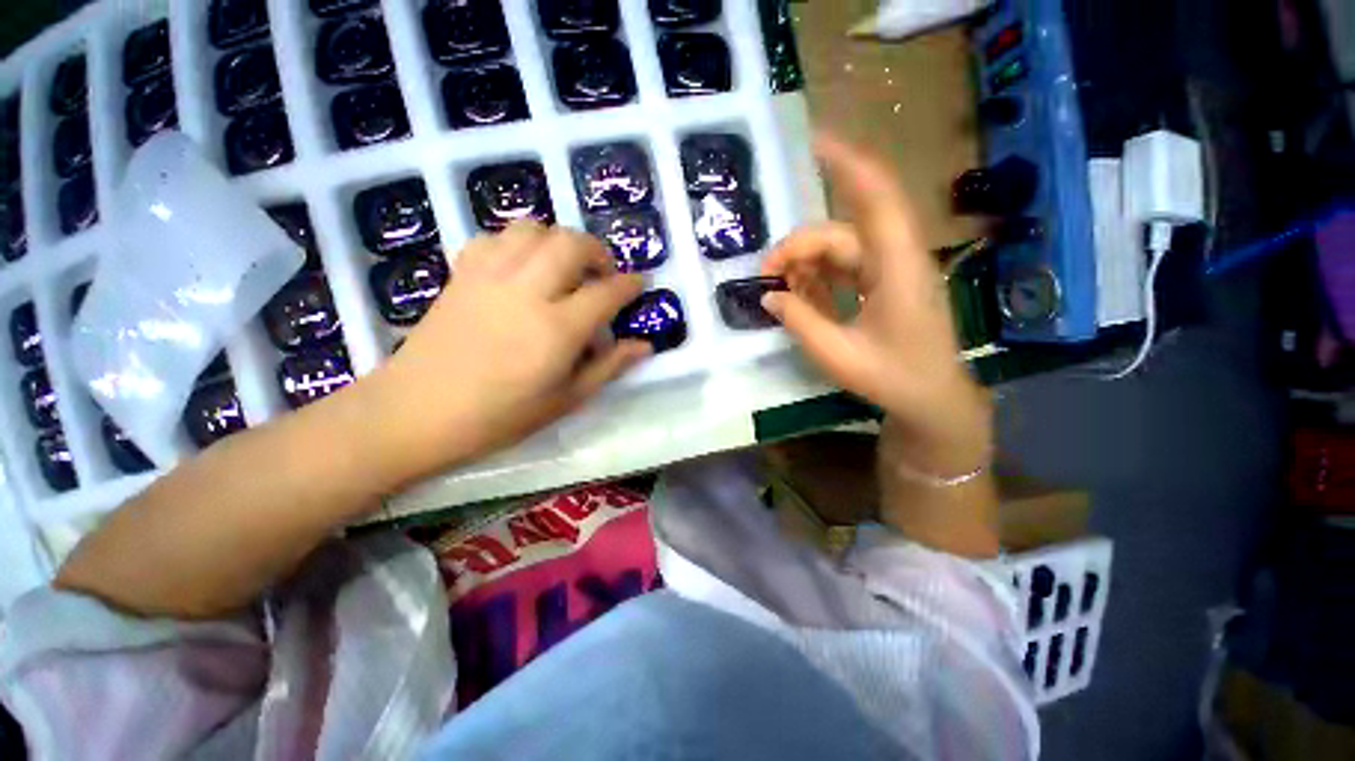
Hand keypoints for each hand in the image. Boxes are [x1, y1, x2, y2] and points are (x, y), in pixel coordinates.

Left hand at [369, 222, 648, 475]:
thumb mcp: (566, 400)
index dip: (629, 284)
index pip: (606, 292)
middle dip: (598, 251)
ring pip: (534, 229)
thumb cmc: (500, 416)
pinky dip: (520, 242)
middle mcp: (527, 291)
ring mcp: (490, 277)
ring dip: (559, 240)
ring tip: (565, 266)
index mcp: (557, 329)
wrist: (416, 412)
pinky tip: (524, 266)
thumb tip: (644, 346)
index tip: (639, 284)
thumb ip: (608, 367)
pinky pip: (496, 238)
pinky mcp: (462, 274)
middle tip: (603, 274)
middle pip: (571, 244)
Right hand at [762, 134, 991, 473]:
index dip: (848, 164)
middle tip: (765, 274)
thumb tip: (769, 294)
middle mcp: (897, 259)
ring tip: (779, 288)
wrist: (932, 400)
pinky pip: (846, 269)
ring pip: (841, 249)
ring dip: (806, 264)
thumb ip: (799, 321)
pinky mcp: (885, 285)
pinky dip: (819, 278)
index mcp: (897, 268)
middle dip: (798, 247)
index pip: (877, 198)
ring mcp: (891, 271)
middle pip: (841, 233)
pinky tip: (800, 296)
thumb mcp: (837, 354)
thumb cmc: (893, 378)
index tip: (813, 142)